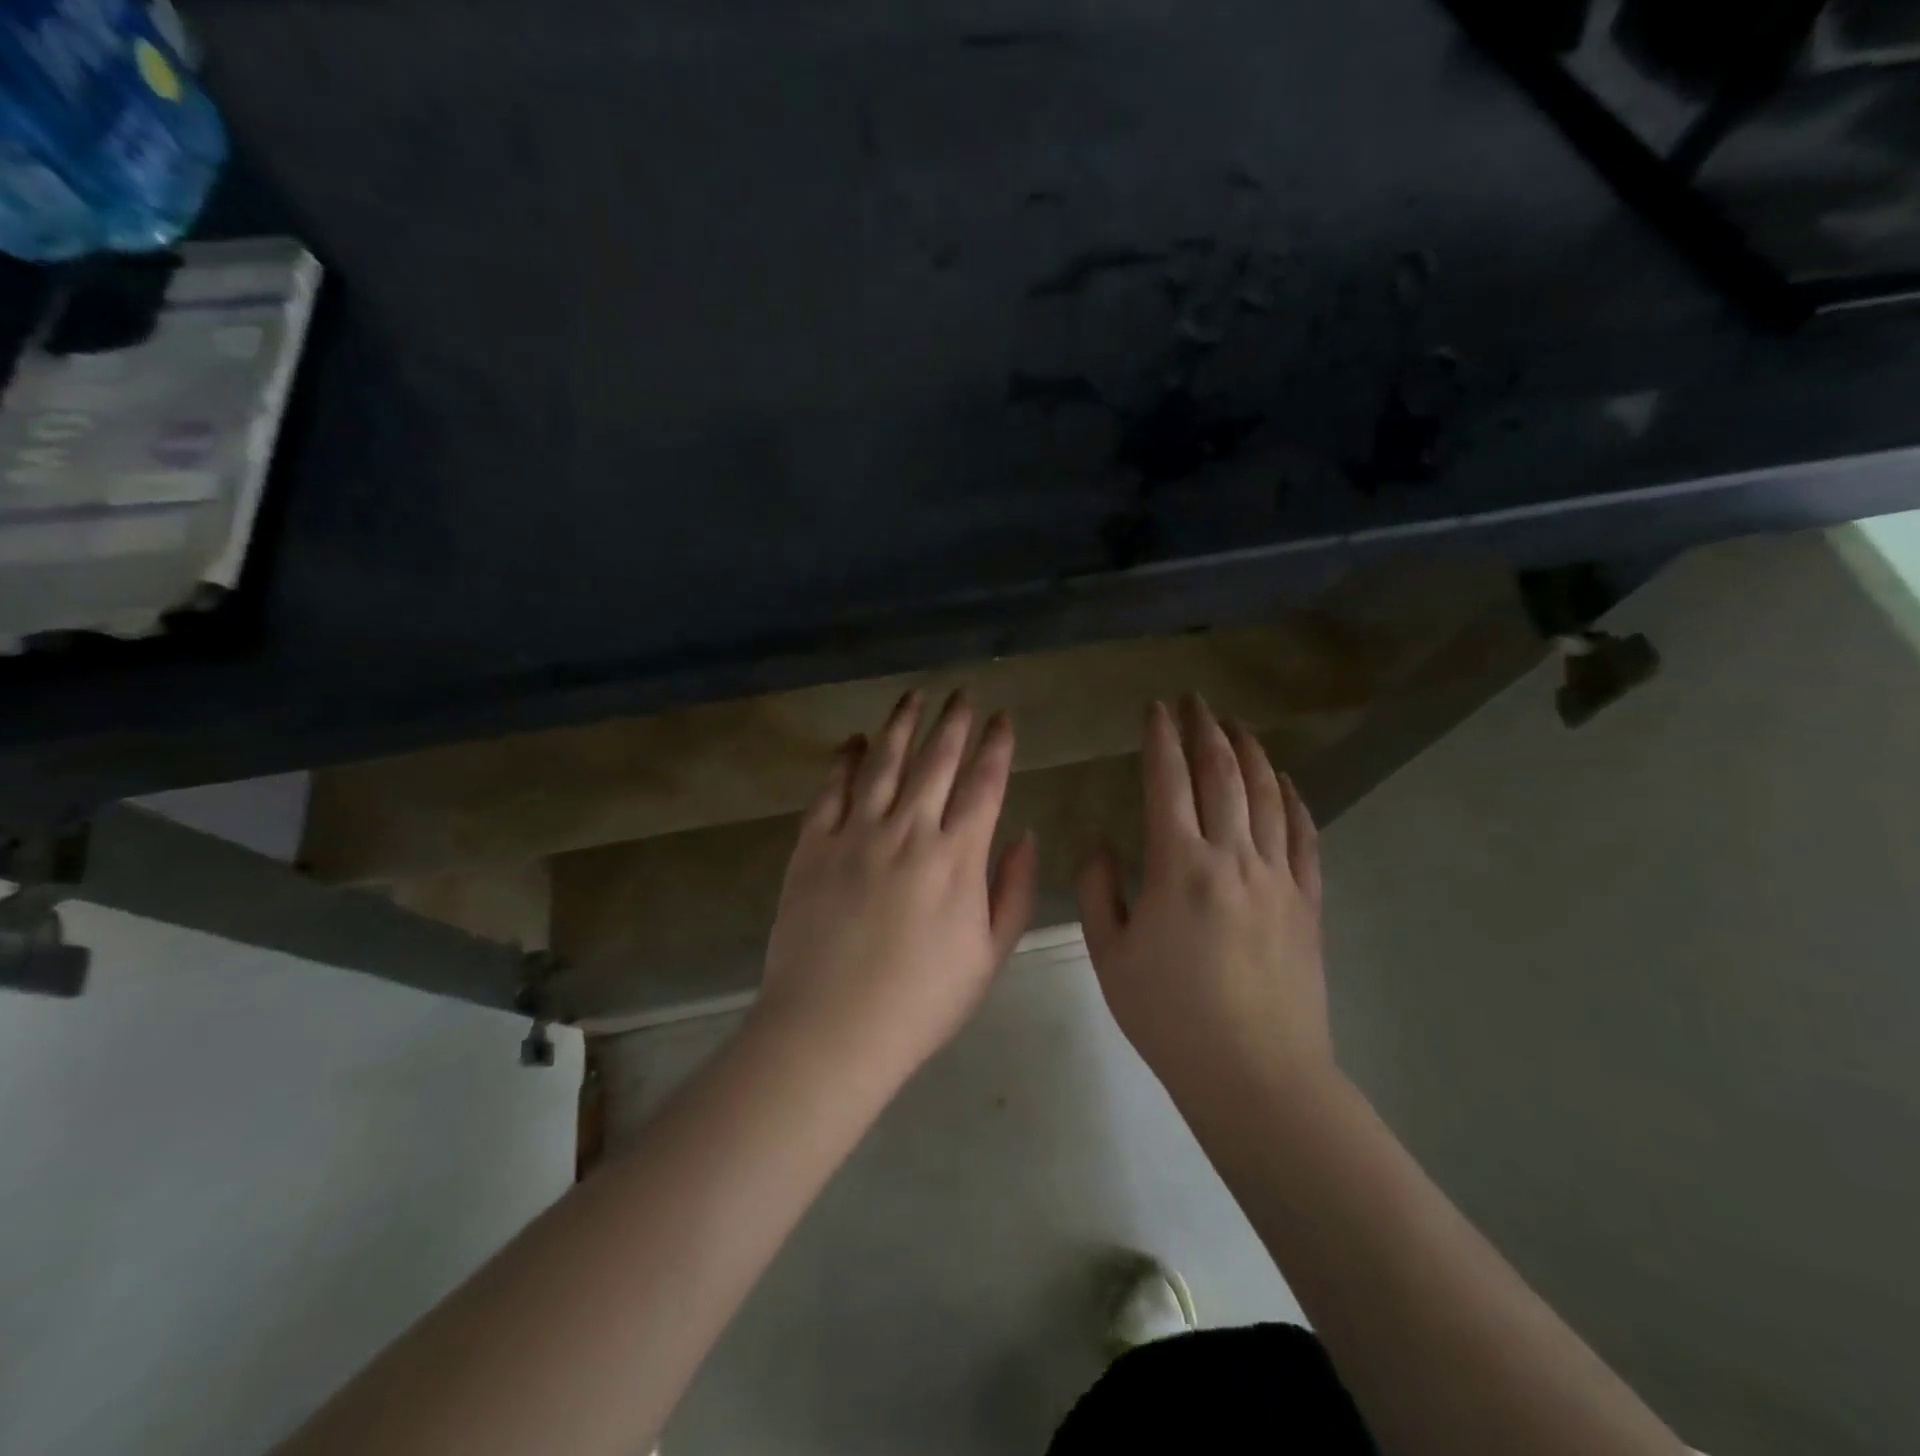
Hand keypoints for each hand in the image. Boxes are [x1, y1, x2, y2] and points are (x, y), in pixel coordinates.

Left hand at [756, 690, 1039, 1081]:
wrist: (831, 1029)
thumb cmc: (920, 1002)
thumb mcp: (988, 956)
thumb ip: (1013, 892)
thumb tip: (1025, 835)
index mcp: (957, 858)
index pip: (984, 785)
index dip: (996, 746)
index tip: (1003, 718)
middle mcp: (908, 830)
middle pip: (936, 761)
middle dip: (954, 721)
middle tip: (963, 692)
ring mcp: (856, 833)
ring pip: (883, 762)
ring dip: (901, 724)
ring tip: (913, 695)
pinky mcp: (813, 845)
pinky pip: (830, 790)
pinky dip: (842, 760)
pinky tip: (851, 741)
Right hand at [1076, 695, 1331, 1096]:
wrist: (1256, 1074)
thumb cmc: (1171, 1016)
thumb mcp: (1109, 956)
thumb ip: (1096, 891)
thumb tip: (1101, 846)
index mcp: (1178, 865)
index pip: (1167, 782)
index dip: (1161, 739)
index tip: (1155, 709)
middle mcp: (1232, 856)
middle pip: (1222, 775)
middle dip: (1205, 730)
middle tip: (1195, 700)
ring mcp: (1277, 876)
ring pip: (1266, 795)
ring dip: (1249, 753)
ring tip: (1236, 725)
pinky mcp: (1307, 901)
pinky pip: (1303, 835)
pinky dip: (1294, 799)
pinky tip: (1286, 780)